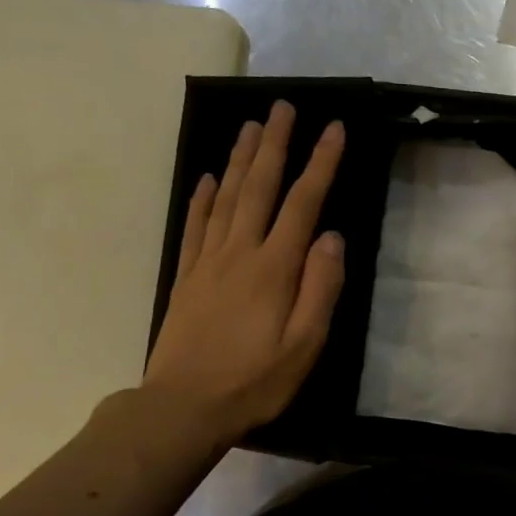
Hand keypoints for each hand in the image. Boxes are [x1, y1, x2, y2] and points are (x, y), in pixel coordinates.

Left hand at [142, 101, 345, 443]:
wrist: (182, 408)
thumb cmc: (255, 380)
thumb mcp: (305, 344)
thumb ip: (321, 287)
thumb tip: (332, 237)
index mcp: (274, 268)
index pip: (303, 203)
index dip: (320, 163)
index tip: (333, 128)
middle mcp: (240, 253)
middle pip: (260, 187)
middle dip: (275, 144)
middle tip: (282, 106)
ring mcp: (208, 262)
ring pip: (227, 198)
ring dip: (241, 159)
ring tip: (252, 126)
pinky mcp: (186, 277)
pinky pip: (196, 226)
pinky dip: (203, 197)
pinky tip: (211, 178)